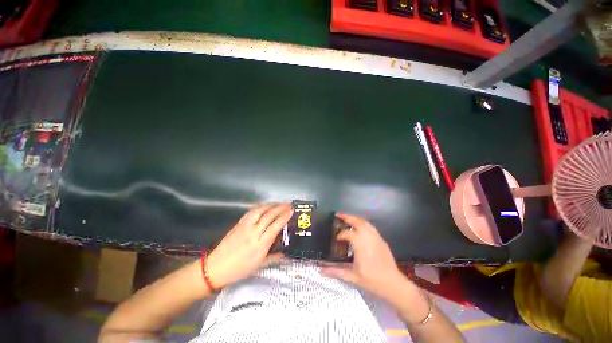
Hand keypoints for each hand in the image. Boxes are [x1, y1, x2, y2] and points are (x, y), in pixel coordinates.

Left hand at [206, 203, 291, 288]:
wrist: (215, 268)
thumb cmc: (239, 270)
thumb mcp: (258, 266)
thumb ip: (273, 258)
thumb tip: (284, 254)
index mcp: (260, 245)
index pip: (275, 227)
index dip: (284, 217)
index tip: (291, 211)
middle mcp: (253, 233)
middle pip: (269, 216)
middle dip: (280, 208)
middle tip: (288, 204)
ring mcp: (245, 226)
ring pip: (260, 211)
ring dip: (271, 205)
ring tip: (279, 203)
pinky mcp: (238, 224)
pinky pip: (251, 212)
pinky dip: (260, 207)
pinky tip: (265, 206)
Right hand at [322, 213, 404, 297]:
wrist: (393, 284)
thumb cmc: (372, 280)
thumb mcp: (352, 276)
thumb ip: (336, 271)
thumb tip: (321, 270)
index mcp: (360, 244)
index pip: (348, 233)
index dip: (340, 234)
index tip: (336, 239)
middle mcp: (368, 237)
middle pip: (357, 221)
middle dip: (347, 217)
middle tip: (338, 215)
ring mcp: (376, 237)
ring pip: (364, 222)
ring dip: (355, 218)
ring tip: (347, 219)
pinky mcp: (381, 240)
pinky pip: (370, 227)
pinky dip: (362, 223)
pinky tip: (359, 227)